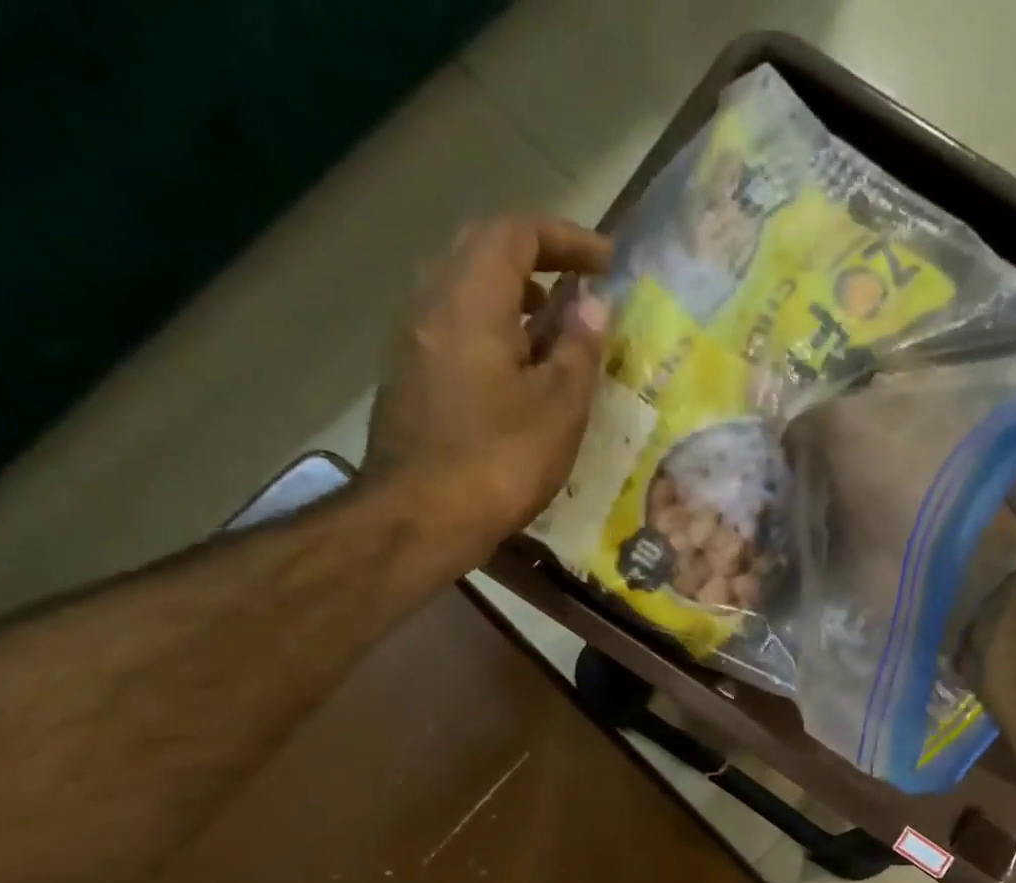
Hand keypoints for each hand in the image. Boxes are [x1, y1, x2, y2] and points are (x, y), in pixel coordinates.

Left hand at [361, 215, 612, 549]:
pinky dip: (490, 329)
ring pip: (463, 291)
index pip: (517, 233)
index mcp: (471, 298)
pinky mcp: (407, 378)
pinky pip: (452, 328)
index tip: (607, 264)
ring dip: (511, 297)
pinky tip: (515, 373)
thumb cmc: (498, 462)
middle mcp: (431, 303)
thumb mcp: (559, 408)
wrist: (419, 518)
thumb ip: (579, 349)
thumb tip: (592, 306)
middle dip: (536, 259)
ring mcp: (412, 340)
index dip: (567, 239)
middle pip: (482, 251)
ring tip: (552, 332)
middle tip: (578, 288)